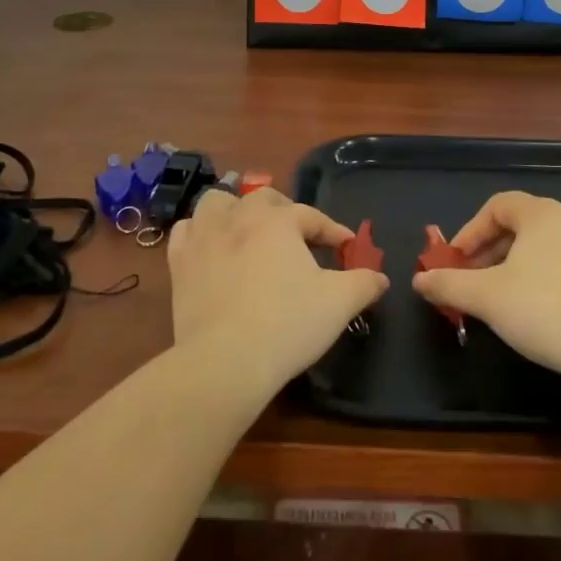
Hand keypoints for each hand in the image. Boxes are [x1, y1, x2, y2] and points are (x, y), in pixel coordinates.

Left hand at [168, 188, 388, 394]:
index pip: (311, 216)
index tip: (346, 245)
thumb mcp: (339, 304)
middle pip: (263, 199)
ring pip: (217, 203)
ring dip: (235, 211)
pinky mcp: (179, 264)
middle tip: (298, 236)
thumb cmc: (288, 324)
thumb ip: (364, 284)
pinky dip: (200, 233)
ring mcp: (204, 239)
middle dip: (284, 211)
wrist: (226, 361)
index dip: (332, 230)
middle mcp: (239, 218)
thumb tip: (381, 277)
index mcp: (277, 221)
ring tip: (248, 231)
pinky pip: (186, 232)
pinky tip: (211, 249)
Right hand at [412, 192, 560, 381]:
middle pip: (518, 225)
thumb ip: (449, 284)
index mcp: (541, 213)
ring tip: (500, 301)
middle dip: (488, 252)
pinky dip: (540, 280)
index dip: (470, 231)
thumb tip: (419, 280)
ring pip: (540, 248)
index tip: (455, 262)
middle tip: (472, 283)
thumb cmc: (545, 310)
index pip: (497, 205)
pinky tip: (536, 314)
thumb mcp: (486, 297)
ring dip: (512, 268)